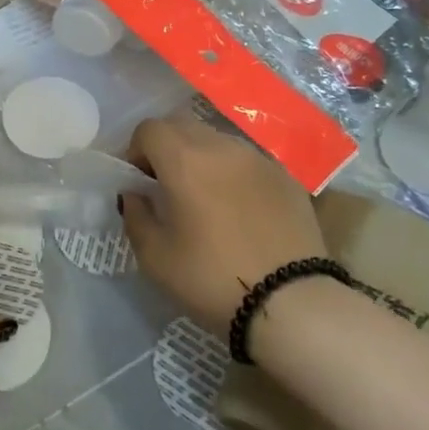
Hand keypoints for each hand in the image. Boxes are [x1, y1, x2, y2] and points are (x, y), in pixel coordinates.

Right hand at [122, 115, 328, 328]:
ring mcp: (258, 159)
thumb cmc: (212, 278)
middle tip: (167, 186)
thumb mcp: (155, 257)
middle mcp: (221, 147)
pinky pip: (247, 161)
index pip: (149, 129)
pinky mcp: (286, 177)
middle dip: (167, 147)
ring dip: (201, 157)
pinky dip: (233, 173)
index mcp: (184, 160)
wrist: (293, 304)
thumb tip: (135, 195)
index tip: (140, 182)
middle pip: (183, 125)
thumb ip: (136, 215)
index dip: (136, 151)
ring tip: (204, 197)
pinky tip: (239, 210)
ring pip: (217, 140)